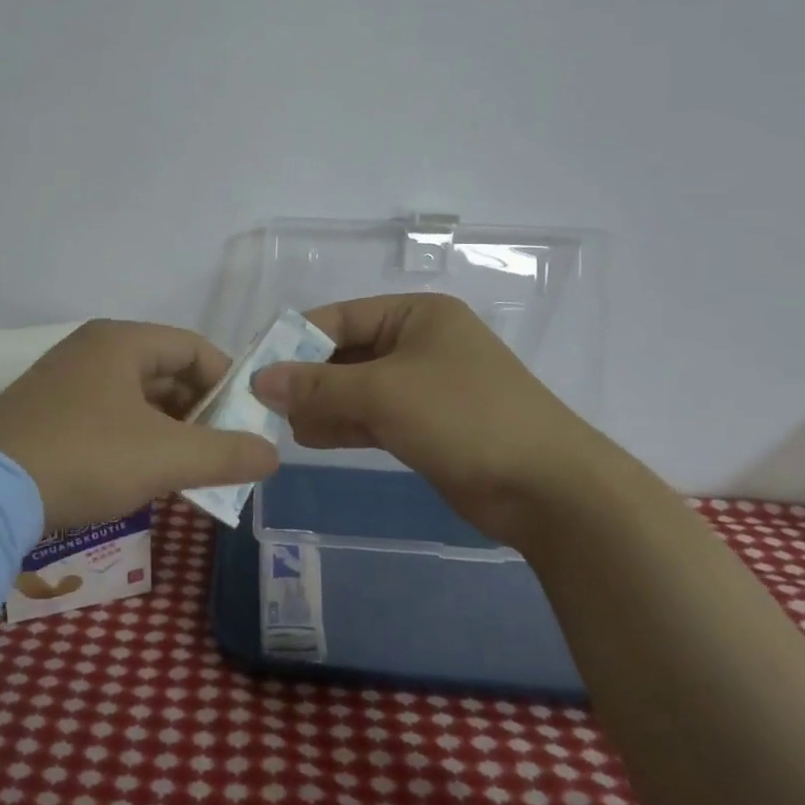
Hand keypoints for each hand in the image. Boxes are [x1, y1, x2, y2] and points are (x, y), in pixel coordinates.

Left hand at [0, 320, 279, 530]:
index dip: (228, 383)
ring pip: (135, 397)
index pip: (194, 348)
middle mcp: (91, 349)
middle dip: (199, 413)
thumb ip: (226, 454)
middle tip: (219, 452)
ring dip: (168, 430)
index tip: (246, 424)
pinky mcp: (44, 411)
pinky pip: (107, 414)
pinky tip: (140, 474)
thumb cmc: (86, 458)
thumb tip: (273, 454)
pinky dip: (134, 438)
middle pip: (165, 372)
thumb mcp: (165, 457)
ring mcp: (63, 379)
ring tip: (187, 469)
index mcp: (121, 341)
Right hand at [250, 294, 628, 545]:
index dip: (296, 341)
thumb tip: (261, 380)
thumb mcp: (384, 392)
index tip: (256, 367)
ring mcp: (426, 387)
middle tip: (263, 403)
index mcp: (417, 315)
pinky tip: (308, 438)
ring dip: (322, 404)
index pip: (341, 318)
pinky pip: (374, 417)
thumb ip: (319, 384)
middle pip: (347, 354)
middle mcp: (420, 343)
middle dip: (307, 378)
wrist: (547, 489)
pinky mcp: (429, 426)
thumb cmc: (464, 417)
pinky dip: (344, 425)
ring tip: (280, 424)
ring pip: (358, 389)